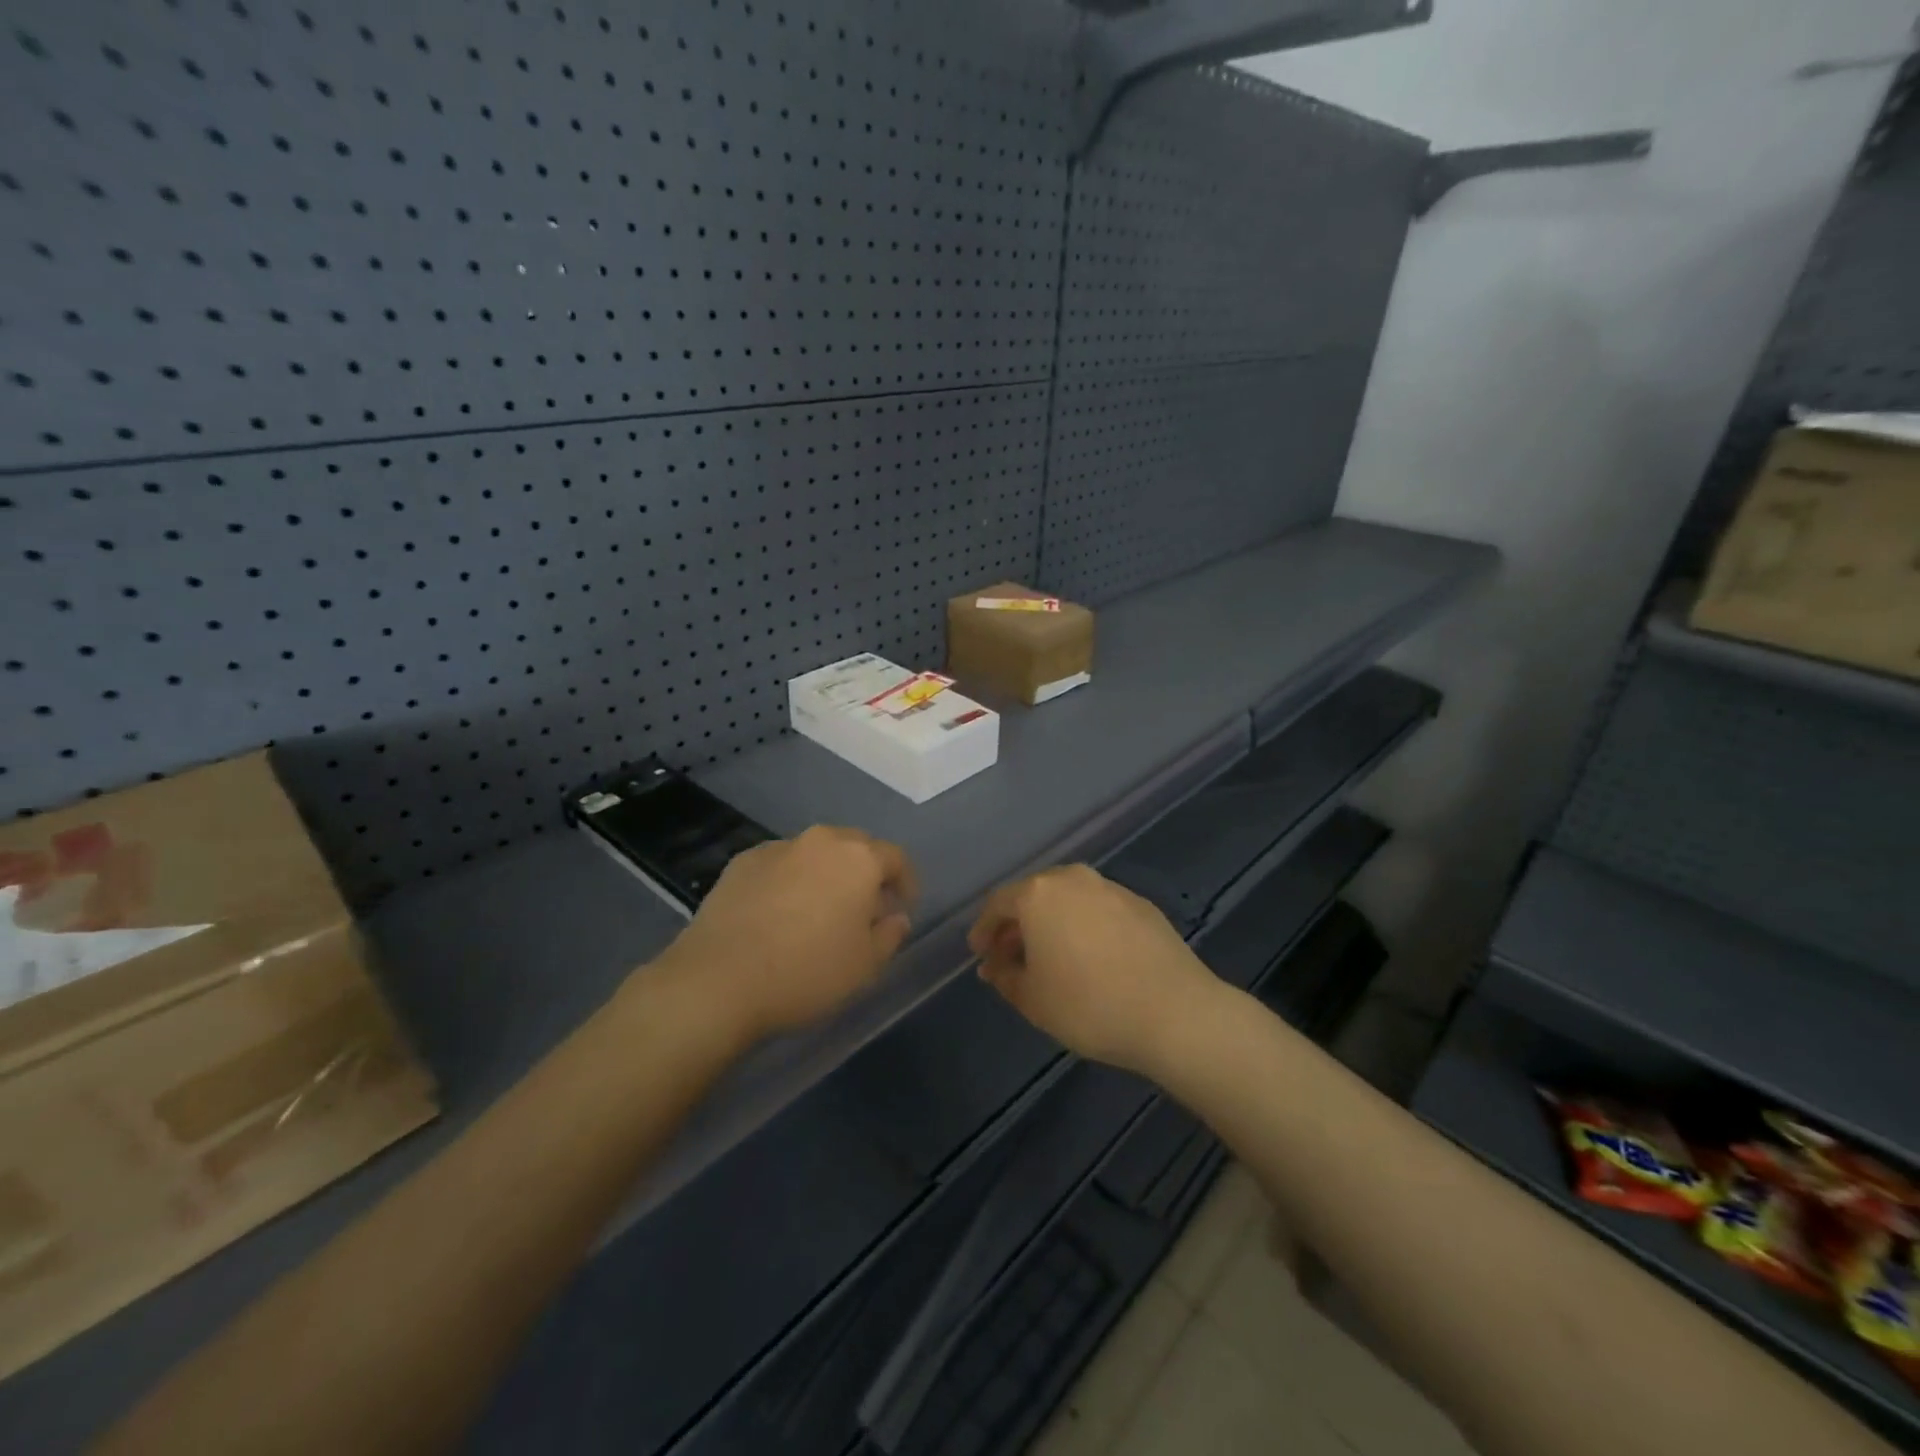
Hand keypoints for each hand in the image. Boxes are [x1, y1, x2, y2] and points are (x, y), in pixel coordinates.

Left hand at [648, 826, 917, 1044]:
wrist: (718, 980)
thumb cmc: (807, 972)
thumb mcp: (866, 966)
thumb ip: (890, 935)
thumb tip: (896, 917)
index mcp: (858, 859)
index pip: (896, 857)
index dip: (906, 882)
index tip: (903, 908)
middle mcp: (820, 841)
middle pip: (855, 847)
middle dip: (866, 872)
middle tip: (865, 908)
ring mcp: (777, 848)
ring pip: (815, 853)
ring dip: (826, 874)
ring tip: (819, 911)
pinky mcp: (741, 862)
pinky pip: (780, 865)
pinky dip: (789, 880)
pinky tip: (779, 913)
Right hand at [967, 864, 1222, 1074]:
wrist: (1175, 1012)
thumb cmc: (1089, 1005)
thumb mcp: (1033, 1000)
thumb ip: (1005, 976)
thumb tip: (995, 965)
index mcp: (1039, 894)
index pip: (998, 904)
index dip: (984, 930)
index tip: (980, 954)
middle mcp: (1073, 879)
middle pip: (1033, 896)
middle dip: (1017, 925)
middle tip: (1010, 958)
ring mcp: (1110, 888)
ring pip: (1067, 900)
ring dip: (1051, 924)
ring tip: (1050, 959)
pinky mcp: (1140, 904)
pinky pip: (1097, 909)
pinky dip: (1083, 926)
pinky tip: (1090, 958)